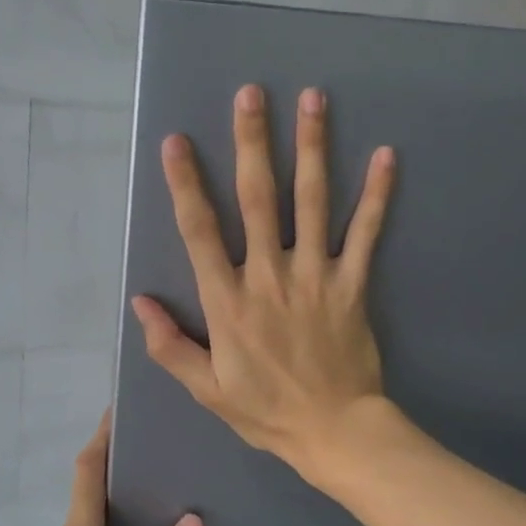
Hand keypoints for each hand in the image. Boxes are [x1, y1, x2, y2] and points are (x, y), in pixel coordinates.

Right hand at [130, 84, 395, 478]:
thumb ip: (169, 345)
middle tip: (250, 94)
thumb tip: (139, 303)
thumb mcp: (206, 389)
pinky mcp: (352, 285)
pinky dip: (377, 194)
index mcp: (228, 302)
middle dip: (251, 143)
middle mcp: (269, 277)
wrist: (335, 432)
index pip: (199, 231)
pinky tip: (386, 155)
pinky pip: (366, 233)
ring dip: (311, 148)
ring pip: (311, 202)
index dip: (186, 183)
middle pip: (257, 199)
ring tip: (313, 100)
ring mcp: (315, 276)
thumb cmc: (265, 411)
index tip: (177, 141)